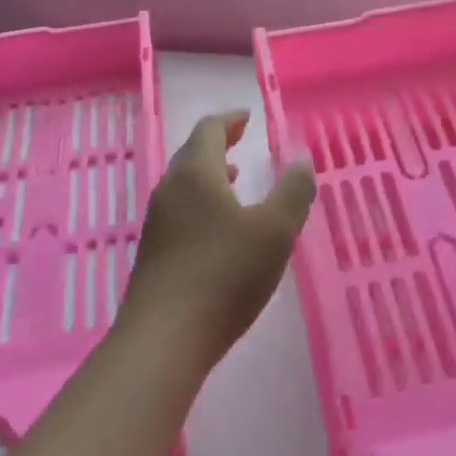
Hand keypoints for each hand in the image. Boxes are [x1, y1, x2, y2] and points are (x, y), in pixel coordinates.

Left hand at [118, 111, 315, 368]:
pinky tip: (219, 227)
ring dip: (210, 174)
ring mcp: (158, 222)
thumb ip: (292, 192)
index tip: (248, 117)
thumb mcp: (274, 231)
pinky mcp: (154, 252)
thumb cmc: (224, 275)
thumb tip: (301, 159)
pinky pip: (180, 210)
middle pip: (192, 153)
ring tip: (236, 178)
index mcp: (196, 173)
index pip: (209, 129)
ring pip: (184, 183)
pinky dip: (202, 201)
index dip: (230, 120)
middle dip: (218, 143)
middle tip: (242, 140)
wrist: (164, 338)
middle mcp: (170, 189)